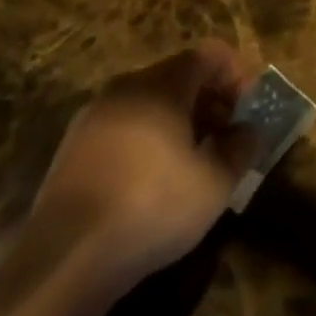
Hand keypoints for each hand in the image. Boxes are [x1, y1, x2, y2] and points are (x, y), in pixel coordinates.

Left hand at [28, 41, 256, 291]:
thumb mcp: (214, 184)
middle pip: (178, 75)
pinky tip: (152, 180)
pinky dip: (146, 138)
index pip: (208, 54)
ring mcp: (93, 116)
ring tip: (192, 161)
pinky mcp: (72, 148)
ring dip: (178, 120)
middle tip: (226, 136)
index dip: (236, 74)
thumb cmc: (151, 208)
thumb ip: (241, 149)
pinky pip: (122, 126)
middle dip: (209, 100)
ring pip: (148, 102)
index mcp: (162, 84)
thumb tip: (251, 131)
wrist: (64, 261)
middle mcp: (126, 87)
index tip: (249, 108)